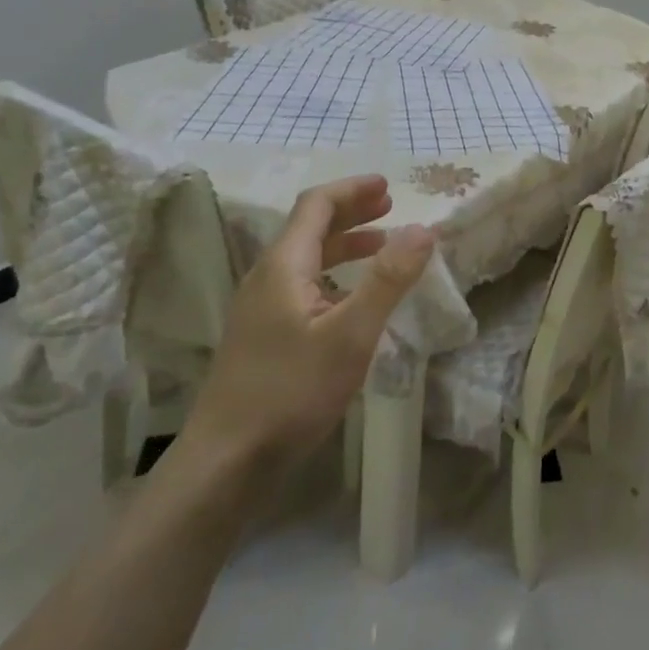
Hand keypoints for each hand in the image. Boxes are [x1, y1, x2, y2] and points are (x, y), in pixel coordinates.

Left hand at [182, 175, 433, 473]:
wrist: (225, 463)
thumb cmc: (290, 392)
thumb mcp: (351, 335)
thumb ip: (388, 279)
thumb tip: (423, 228)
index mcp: (284, 265)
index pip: (316, 205)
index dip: (352, 189)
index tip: (389, 186)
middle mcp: (267, 277)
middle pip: (309, 226)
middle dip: (351, 211)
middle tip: (390, 206)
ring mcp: (260, 307)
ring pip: (306, 258)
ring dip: (344, 243)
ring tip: (381, 244)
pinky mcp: (262, 335)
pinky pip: (302, 285)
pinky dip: (334, 274)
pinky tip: (352, 298)